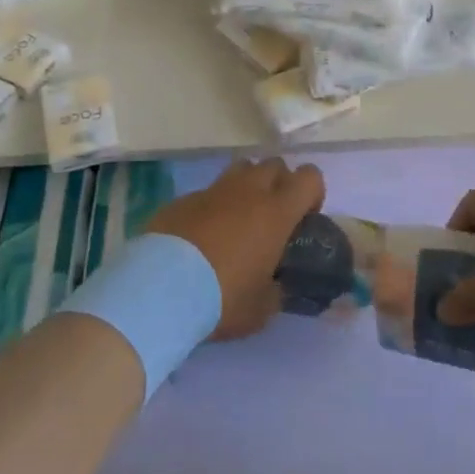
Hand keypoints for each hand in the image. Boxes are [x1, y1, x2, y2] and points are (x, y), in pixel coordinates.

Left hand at [144, 158, 324, 339]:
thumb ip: (277, 291)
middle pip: (274, 164)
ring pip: (241, 169)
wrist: (161, 288)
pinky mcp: (184, 198)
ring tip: (240, 220)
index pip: (310, 177)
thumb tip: (279, 287)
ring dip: (248, 186)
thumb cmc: (222, 298)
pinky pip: (209, 191)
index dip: (312, 193)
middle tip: (272, 218)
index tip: (304, 218)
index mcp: (276, 212)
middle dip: (279, 184)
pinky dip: (214, 205)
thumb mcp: (261, 309)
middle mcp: (248, 191)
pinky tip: (204, 235)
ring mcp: (214, 190)